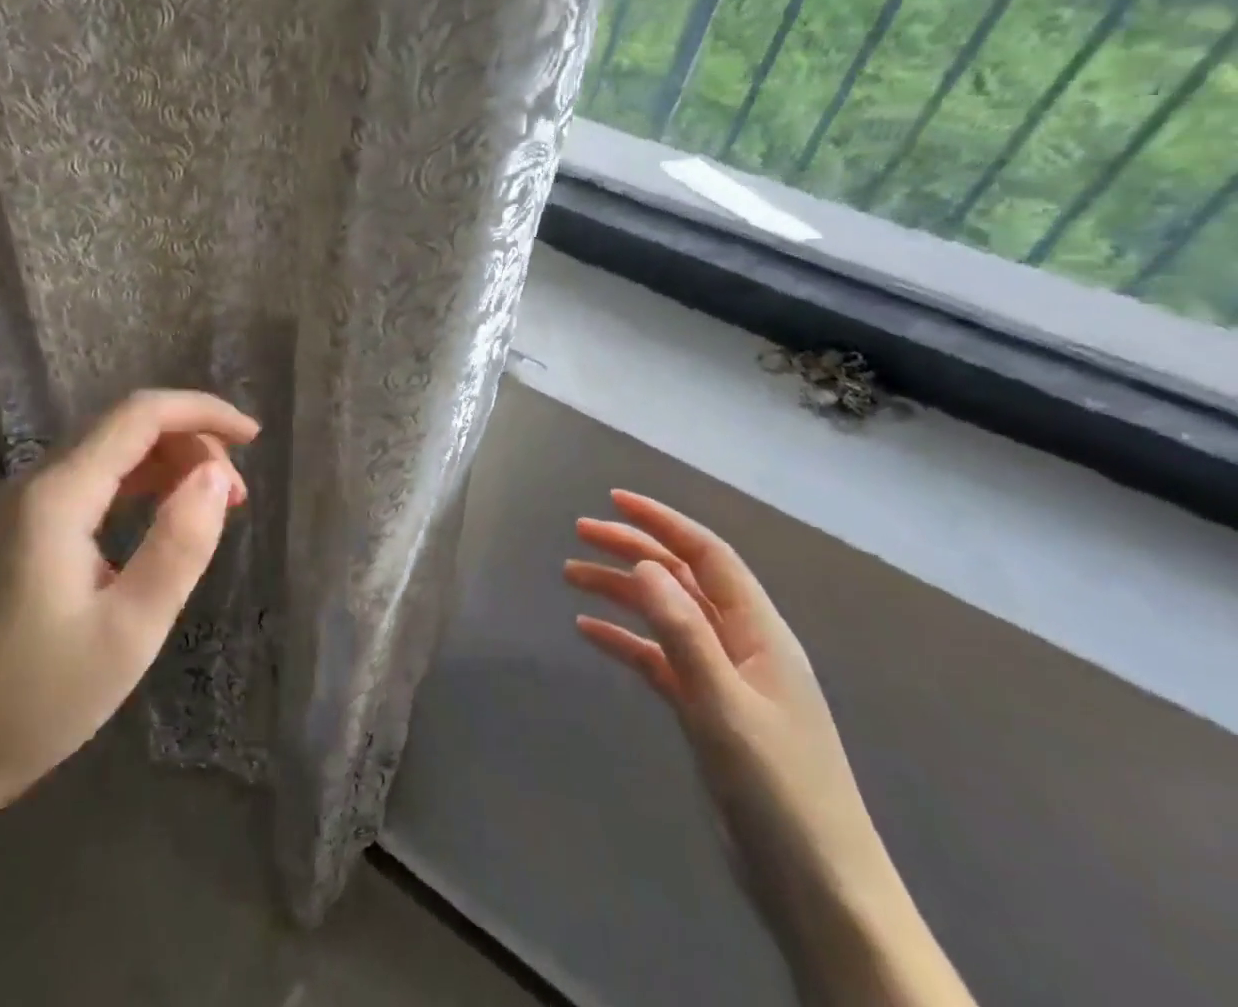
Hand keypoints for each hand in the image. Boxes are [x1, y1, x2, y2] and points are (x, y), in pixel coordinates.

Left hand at [0, 389, 257, 832]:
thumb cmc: (36, 700)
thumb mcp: (128, 631)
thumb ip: (179, 546)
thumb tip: (217, 474)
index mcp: (58, 495)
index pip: (140, 415)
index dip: (202, 412)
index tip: (255, 437)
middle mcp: (36, 482)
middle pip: (125, 428)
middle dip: (191, 443)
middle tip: (236, 497)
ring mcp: (22, 505)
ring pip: (109, 453)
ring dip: (168, 464)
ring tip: (213, 507)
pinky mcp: (20, 530)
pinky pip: (90, 483)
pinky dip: (138, 487)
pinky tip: (162, 520)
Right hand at [564, 492, 894, 942]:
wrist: (820, 892)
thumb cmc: (779, 791)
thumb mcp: (724, 704)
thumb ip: (684, 631)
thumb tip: (645, 563)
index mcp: (760, 633)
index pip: (708, 555)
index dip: (663, 521)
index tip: (614, 499)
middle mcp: (743, 645)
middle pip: (682, 579)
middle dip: (632, 549)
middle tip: (579, 533)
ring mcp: (726, 679)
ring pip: (666, 616)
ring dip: (621, 592)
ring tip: (570, 576)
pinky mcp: (708, 712)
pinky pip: (659, 658)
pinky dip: (625, 640)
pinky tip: (588, 633)